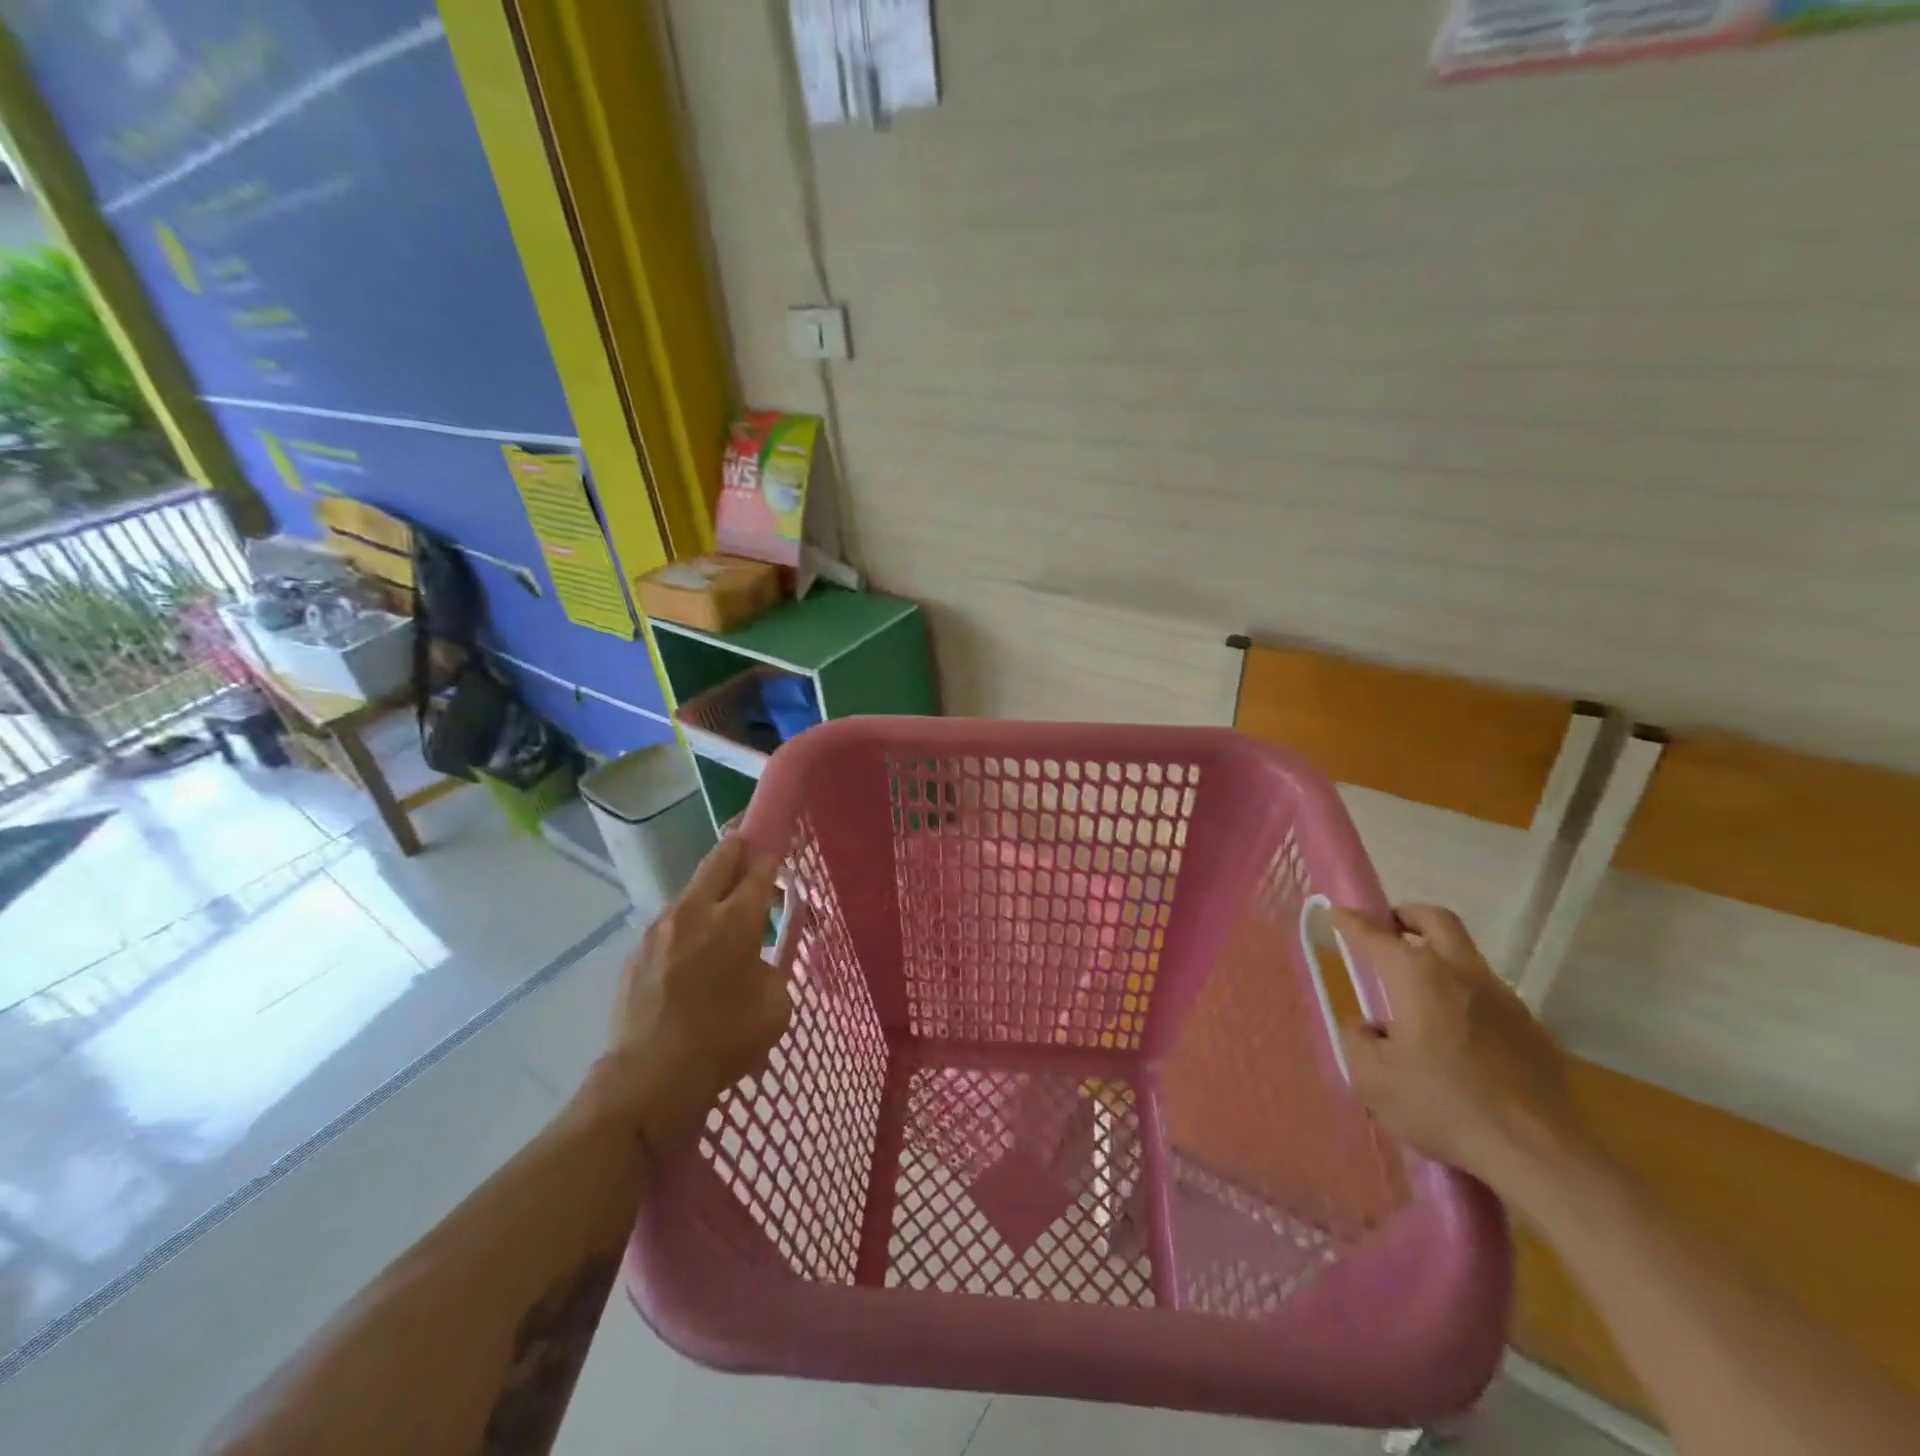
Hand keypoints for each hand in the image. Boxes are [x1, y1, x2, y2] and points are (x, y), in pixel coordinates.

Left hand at [590, 836, 790, 1155]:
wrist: (649, 1078)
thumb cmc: (725, 1040)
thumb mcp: (776, 1005)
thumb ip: (774, 968)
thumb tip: (760, 958)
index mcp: (737, 919)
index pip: (760, 869)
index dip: (773, 856)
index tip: (779, 852)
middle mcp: (696, 910)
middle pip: (720, 858)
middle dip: (739, 849)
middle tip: (752, 858)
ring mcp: (660, 928)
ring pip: (692, 890)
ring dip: (711, 893)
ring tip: (722, 921)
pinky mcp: (636, 951)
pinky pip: (670, 924)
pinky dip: (687, 926)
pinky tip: (692, 958)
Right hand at [1331, 904, 1597, 1186]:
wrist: (1539, 1153)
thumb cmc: (1443, 1104)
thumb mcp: (1371, 1077)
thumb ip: (1357, 1040)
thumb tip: (1369, 1028)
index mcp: (1418, 975)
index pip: (1376, 934)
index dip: (1352, 921)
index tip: (1338, 912)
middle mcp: (1462, 973)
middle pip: (1436, 920)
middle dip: (1406, 916)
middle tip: (1387, 930)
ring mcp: (1505, 1000)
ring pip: (1466, 958)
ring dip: (1439, 959)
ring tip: (1418, 995)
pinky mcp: (1534, 1032)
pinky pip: (1491, 998)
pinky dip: (1466, 1000)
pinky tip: (1458, 1038)